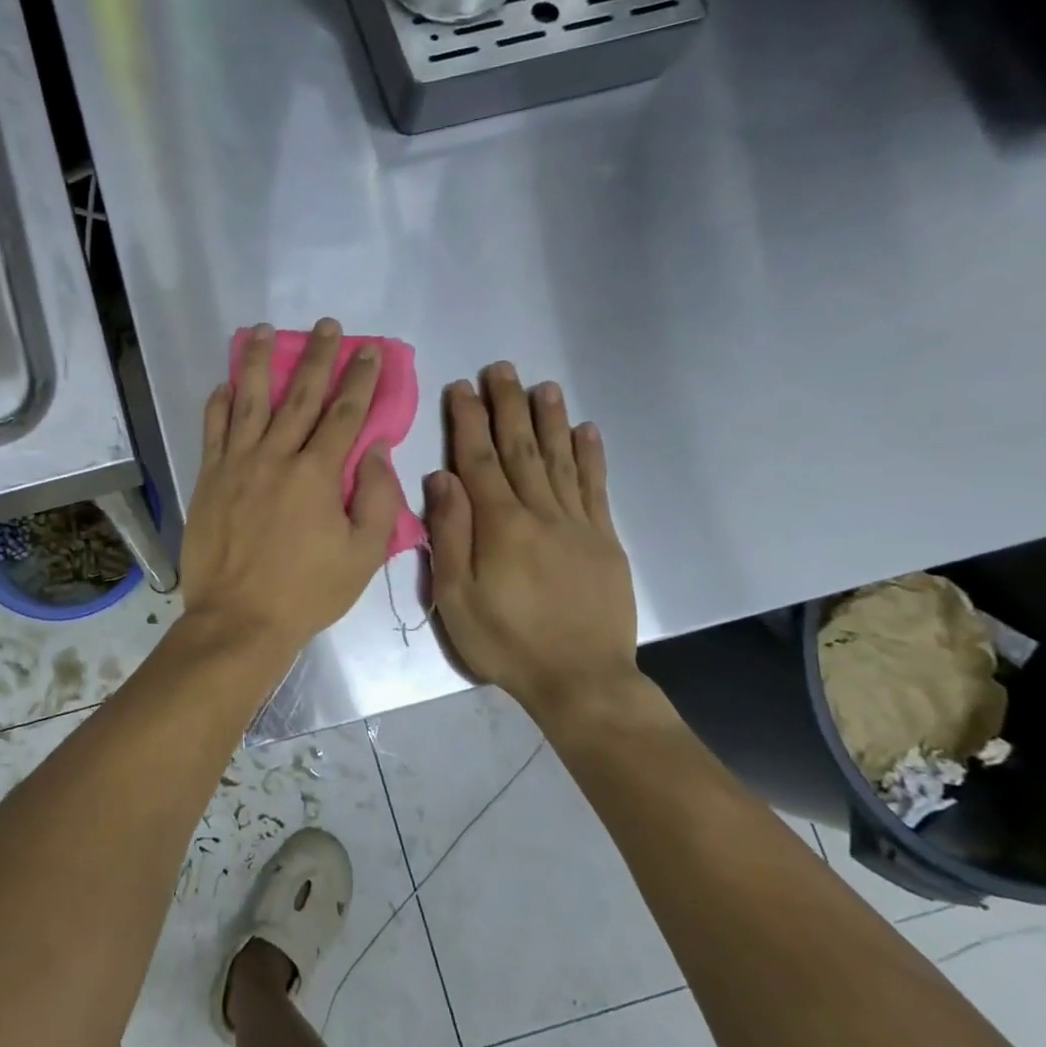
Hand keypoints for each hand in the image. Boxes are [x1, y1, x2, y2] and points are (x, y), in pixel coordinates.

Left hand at [180, 319, 399, 658]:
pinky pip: (213, 431)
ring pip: (249, 401)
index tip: (369, 350)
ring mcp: (236, 465)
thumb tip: (375, 450)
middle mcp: (275, 457)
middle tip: (327, 326)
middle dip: (317, 357)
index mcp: (317, 474)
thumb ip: (377, 499)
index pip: (345, 414)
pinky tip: (224, 384)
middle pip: (300, 396)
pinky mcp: (208, 479)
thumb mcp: (363, 555)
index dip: (360, 379)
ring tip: (264, 331)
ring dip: (258, 362)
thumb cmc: (307, 592)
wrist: (239, 619)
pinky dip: (219, 404)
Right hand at [426, 364, 639, 721]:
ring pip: (561, 459)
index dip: (468, 421)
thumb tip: (441, 477)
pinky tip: (587, 430)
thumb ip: (449, 534)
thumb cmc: (505, 641)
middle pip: (521, 449)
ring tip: (543, 386)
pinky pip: (596, 488)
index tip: (461, 387)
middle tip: (502, 368)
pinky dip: (591, 456)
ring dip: (550, 419)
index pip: (478, 460)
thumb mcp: (456, 597)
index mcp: (500, 525)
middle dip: (508, 406)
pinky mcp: (604, 540)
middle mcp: (540, 512)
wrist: (580, 678)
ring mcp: (578, 524)